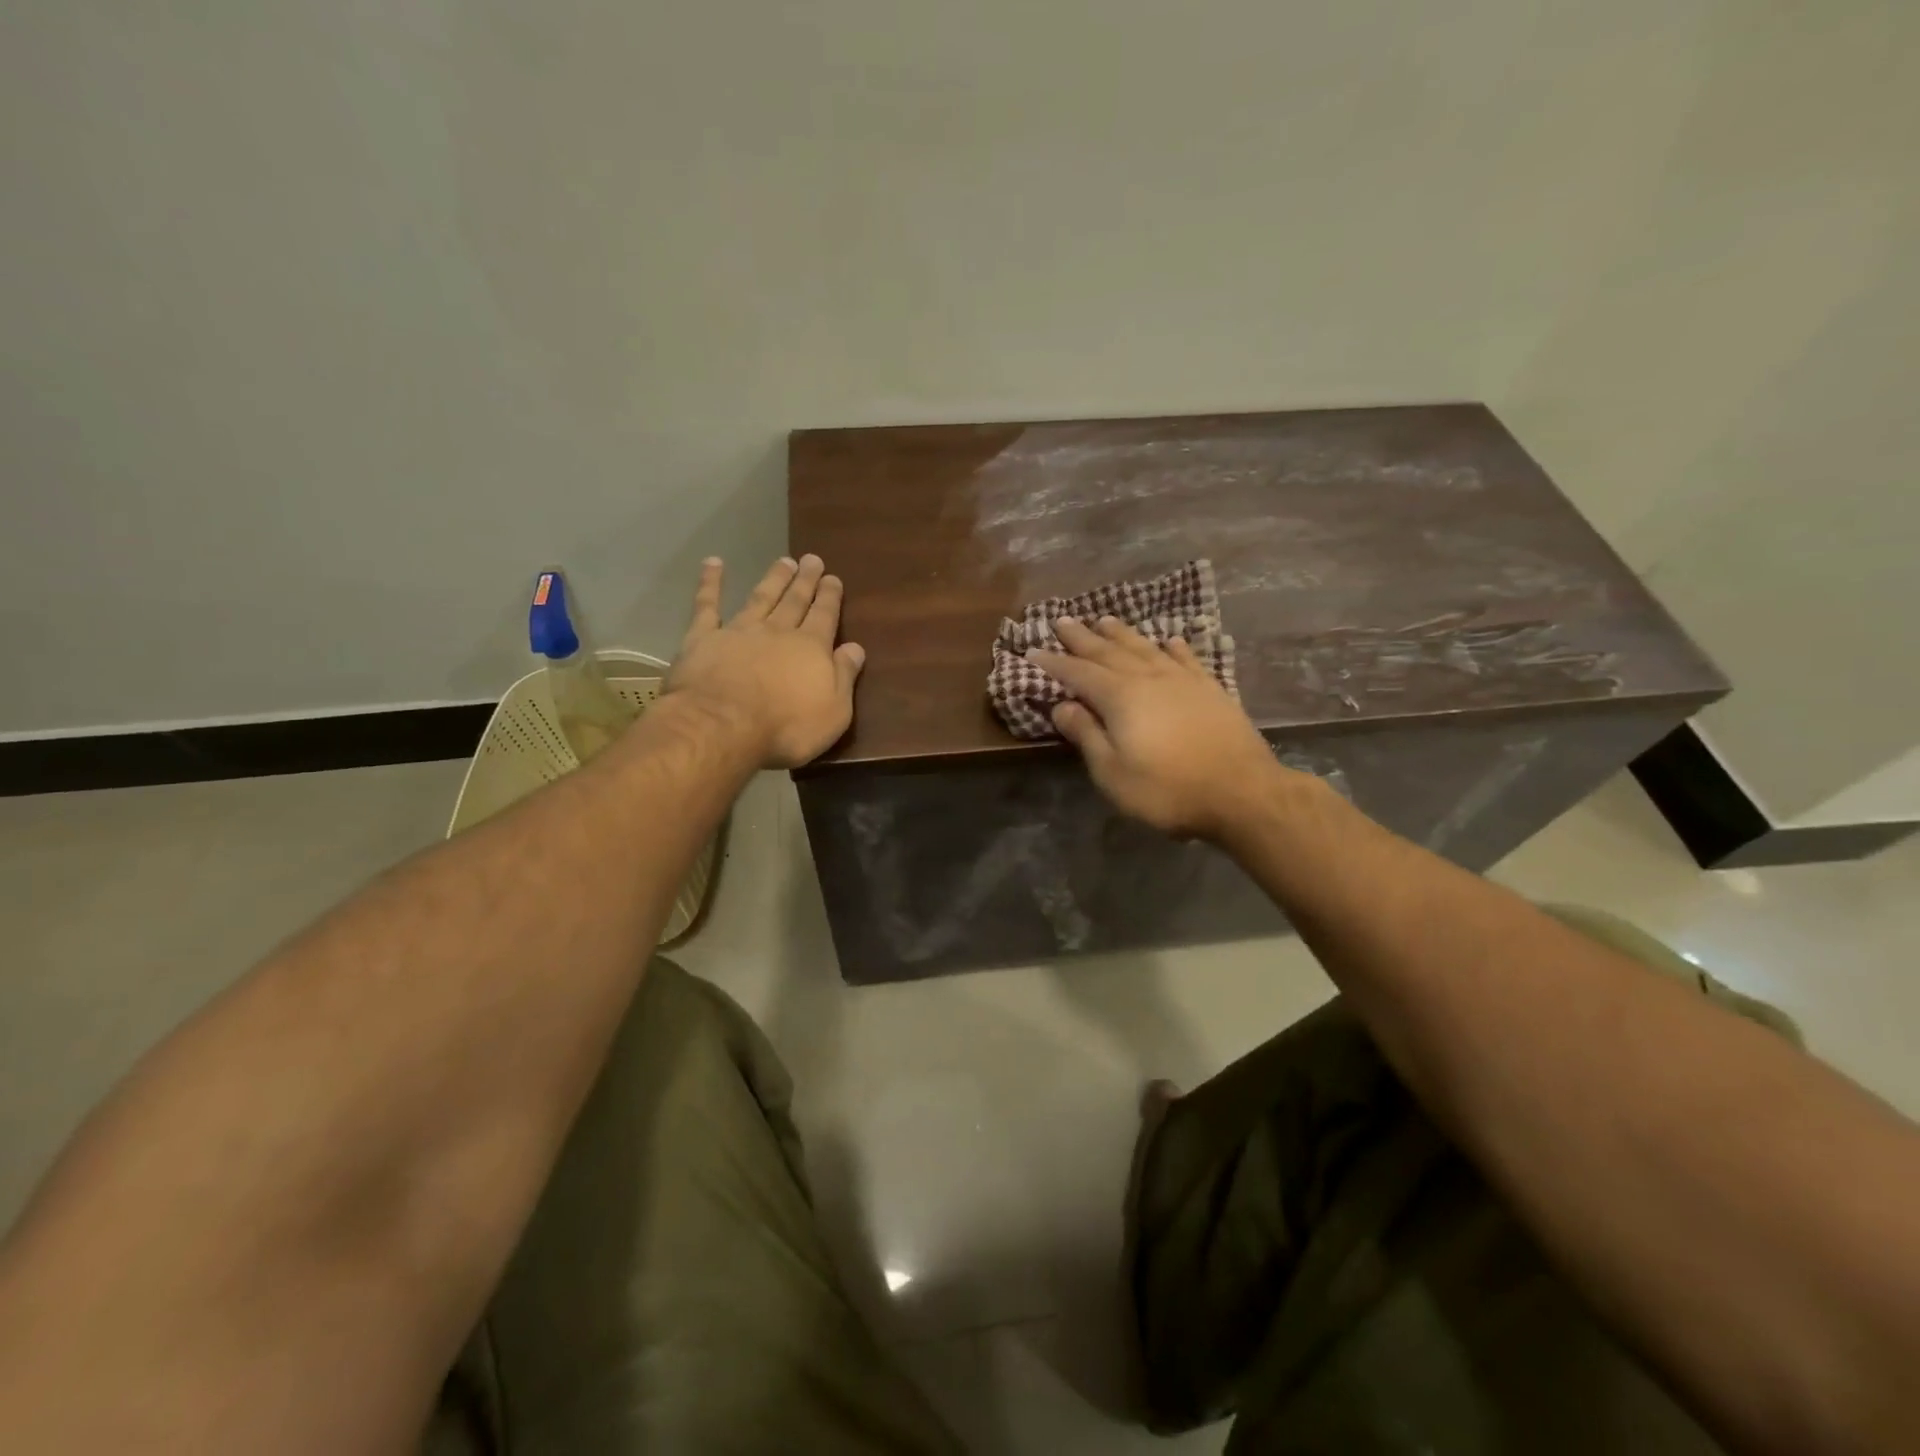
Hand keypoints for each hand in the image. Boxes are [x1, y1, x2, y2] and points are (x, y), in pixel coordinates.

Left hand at [666, 555, 865, 767]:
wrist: (723, 726)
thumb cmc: (786, 727)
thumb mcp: (834, 711)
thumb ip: (845, 676)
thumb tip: (855, 648)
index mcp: (811, 648)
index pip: (825, 616)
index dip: (830, 597)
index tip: (833, 579)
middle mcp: (778, 631)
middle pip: (795, 601)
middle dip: (805, 581)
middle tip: (812, 559)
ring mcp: (739, 631)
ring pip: (761, 597)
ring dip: (773, 578)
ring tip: (783, 561)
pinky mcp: (703, 638)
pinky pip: (707, 605)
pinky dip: (710, 583)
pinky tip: (713, 563)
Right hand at [1028, 617, 1296, 839]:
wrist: (1242, 792)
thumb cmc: (1167, 790)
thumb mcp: (1113, 772)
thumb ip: (1086, 735)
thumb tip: (1061, 705)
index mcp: (1120, 697)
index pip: (1078, 673)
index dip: (1054, 663)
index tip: (1033, 651)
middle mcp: (1148, 678)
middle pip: (1109, 652)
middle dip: (1082, 637)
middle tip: (1063, 620)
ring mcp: (1183, 680)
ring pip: (1145, 648)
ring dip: (1121, 633)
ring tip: (1104, 620)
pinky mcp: (1210, 689)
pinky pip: (1186, 658)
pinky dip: (1173, 647)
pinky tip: (1168, 640)